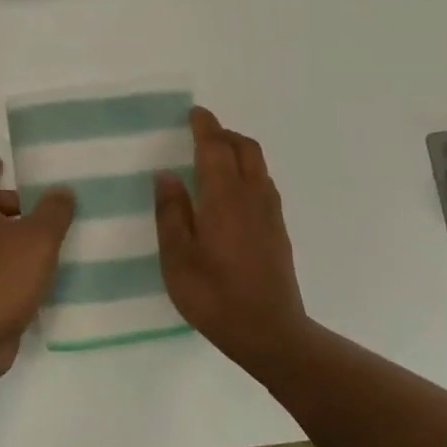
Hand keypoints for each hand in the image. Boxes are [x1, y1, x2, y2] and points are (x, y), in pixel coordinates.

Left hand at [0, 155, 75, 384]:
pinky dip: (6, 262)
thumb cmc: (1, 276)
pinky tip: (34, 277)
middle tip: (39, 210)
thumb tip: (61, 192)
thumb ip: (54, 211)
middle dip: (8, 203)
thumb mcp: (39, 238)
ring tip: (44, 244)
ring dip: (10, 235)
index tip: (4, 165)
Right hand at [155, 107, 310, 374]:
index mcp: (224, 198)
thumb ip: (171, 213)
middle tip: (202, 133)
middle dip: (224, 134)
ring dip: (238, 150)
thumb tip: (167, 175)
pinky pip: (264, 183)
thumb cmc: (214, 295)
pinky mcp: (278, 230)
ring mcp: (270, 213)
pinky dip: (248, 171)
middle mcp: (252, 197)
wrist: (269, 333)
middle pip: (245, 149)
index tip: (194, 113)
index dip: (205, 127)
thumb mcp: (177, 258)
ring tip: (215, 157)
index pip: (216, 149)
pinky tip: (233, 191)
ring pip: (258, 165)